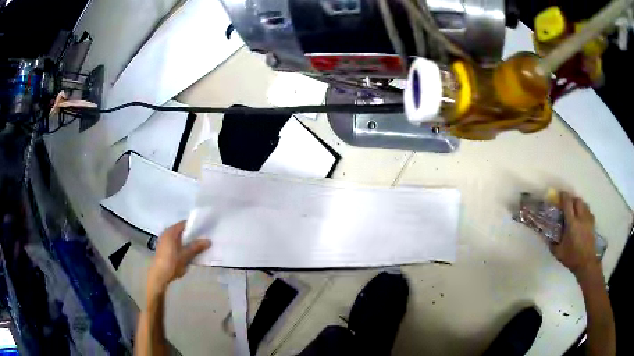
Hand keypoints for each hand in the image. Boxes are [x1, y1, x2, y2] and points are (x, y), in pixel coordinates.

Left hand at [148, 221, 210, 294]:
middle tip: (201, 240)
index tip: (202, 231)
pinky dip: (180, 246)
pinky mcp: (162, 249)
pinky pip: (173, 243)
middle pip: (180, 231)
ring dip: (185, 242)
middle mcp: (165, 233)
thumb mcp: (186, 255)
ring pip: (177, 238)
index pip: (184, 224)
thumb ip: (196, 247)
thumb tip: (208, 241)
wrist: (159, 275)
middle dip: (190, 235)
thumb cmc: (172, 263)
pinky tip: (185, 253)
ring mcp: (163, 241)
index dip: (193, 226)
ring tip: (195, 248)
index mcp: (171, 232)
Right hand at [551, 192, 599, 278]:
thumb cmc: (572, 257)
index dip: (564, 196)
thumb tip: (547, 238)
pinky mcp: (593, 224)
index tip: (560, 194)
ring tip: (576, 210)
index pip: (568, 203)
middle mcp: (581, 218)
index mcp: (572, 223)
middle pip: (577, 200)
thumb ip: (553, 244)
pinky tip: (583, 218)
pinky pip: (589, 212)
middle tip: (568, 204)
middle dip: (572, 199)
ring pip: (584, 204)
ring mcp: (588, 220)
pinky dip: (585, 211)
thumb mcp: (559, 253)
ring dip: (579, 205)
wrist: (586, 263)